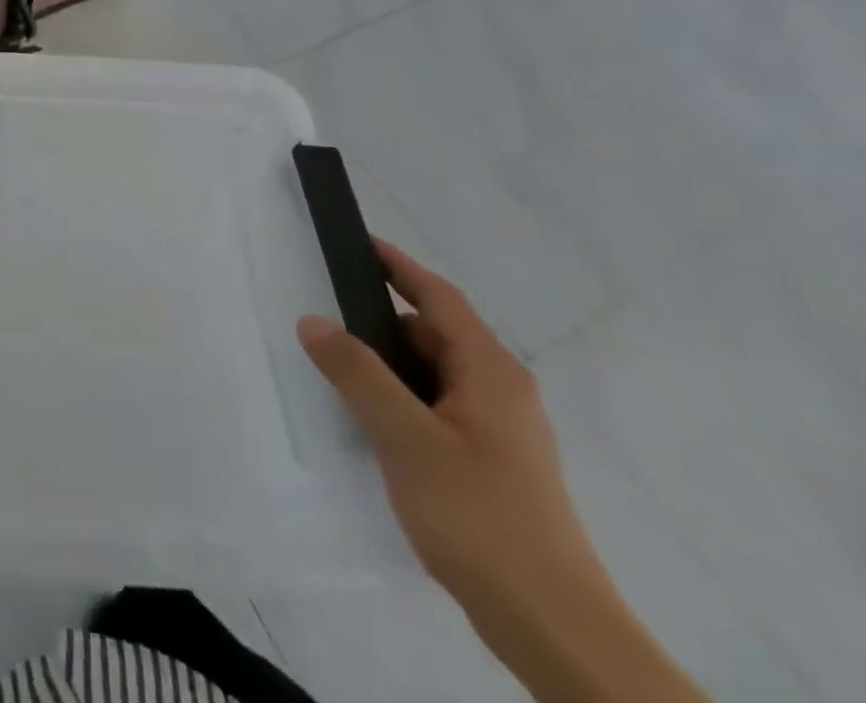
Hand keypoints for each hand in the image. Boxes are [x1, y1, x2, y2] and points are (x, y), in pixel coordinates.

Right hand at [295, 240, 602, 615]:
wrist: (553, 626)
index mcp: (489, 371)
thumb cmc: (479, 514)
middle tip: (324, 316)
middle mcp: (500, 390)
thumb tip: (313, 320)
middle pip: (433, 333)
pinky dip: (400, 398)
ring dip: (387, 364)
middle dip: (379, 320)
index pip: (438, 297)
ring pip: (433, 374)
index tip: (356, 242)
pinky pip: (436, 407)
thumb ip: (357, 373)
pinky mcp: (492, 463)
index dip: (397, 265)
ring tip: (336, 370)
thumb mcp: (405, 437)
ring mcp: (500, 430)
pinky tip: (370, 422)